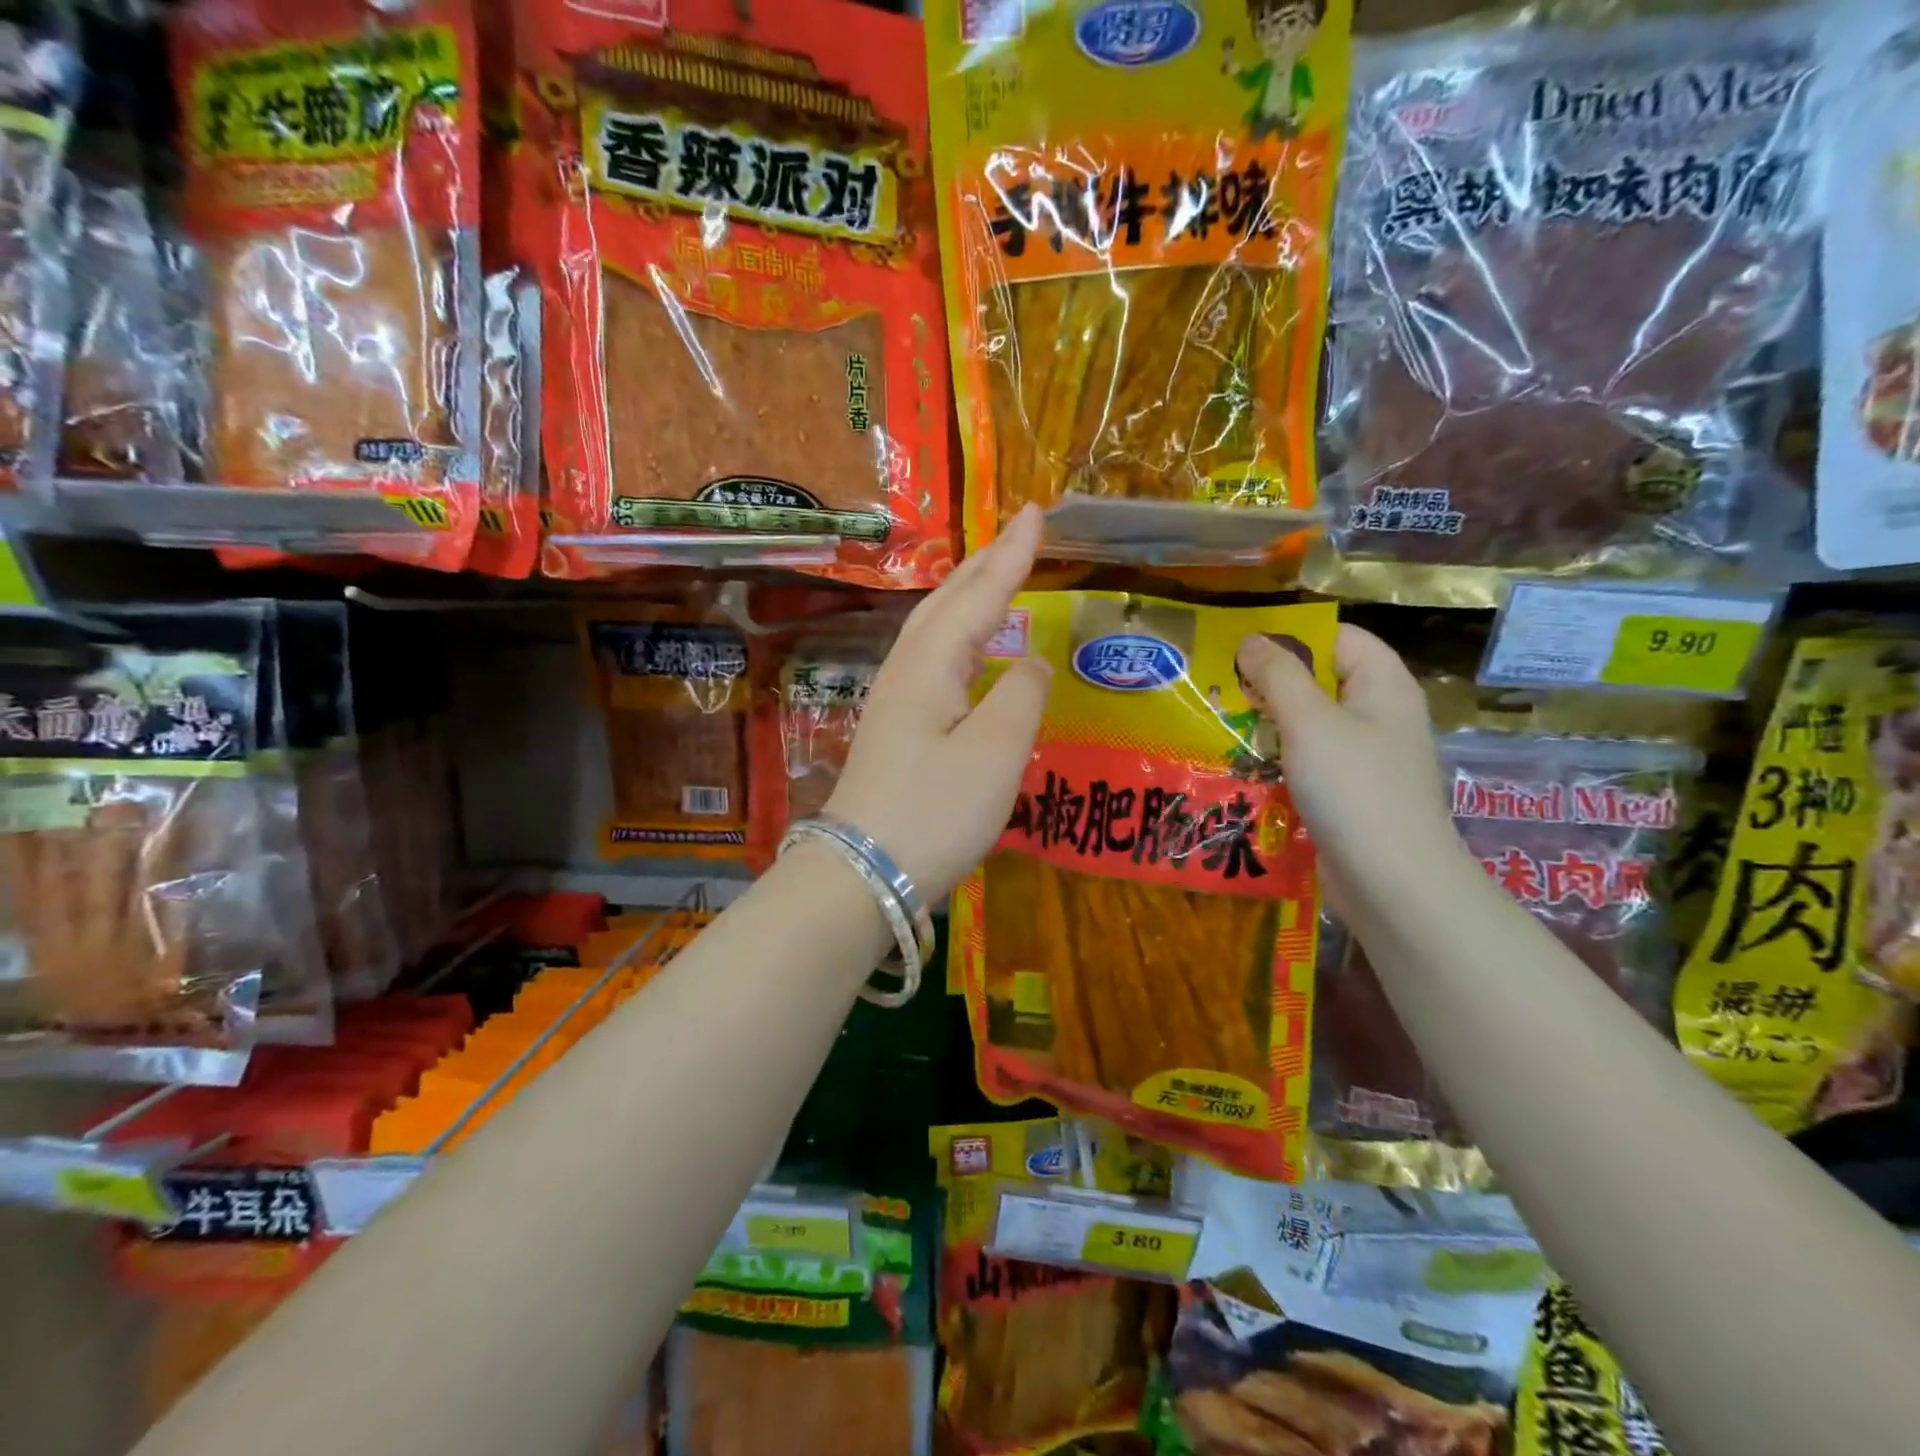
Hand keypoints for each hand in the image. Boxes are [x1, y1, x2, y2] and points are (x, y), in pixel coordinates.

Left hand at [825, 505, 1051, 901]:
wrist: (863, 874)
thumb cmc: (935, 812)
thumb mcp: (996, 753)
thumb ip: (1022, 696)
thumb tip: (1031, 660)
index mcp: (931, 663)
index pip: (980, 594)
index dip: (1012, 554)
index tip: (1037, 512)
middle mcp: (907, 669)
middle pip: (947, 601)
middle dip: (985, 563)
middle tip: (1019, 533)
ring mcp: (894, 699)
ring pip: (934, 628)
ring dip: (967, 594)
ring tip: (995, 576)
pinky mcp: (894, 729)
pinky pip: (931, 659)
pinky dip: (957, 635)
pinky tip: (967, 651)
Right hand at [1235, 626, 1468, 914]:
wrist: (1393, 882)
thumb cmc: (1354, 789)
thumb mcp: (1310, 722)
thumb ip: (1278, 676)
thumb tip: (1251, 639)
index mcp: (1383, 685)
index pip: (1338, 637)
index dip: (1291, 635)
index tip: (1238, 647)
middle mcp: (1379, 714)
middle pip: (1321, 680)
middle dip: (1270, 682)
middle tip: (1218, 687)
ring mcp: (1366, 757)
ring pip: (1311, 724)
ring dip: (1268, 724)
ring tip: (1220, 724)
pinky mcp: (1351, 793)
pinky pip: (1310, 762)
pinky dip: (1279, 759)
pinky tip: (1243, 767)